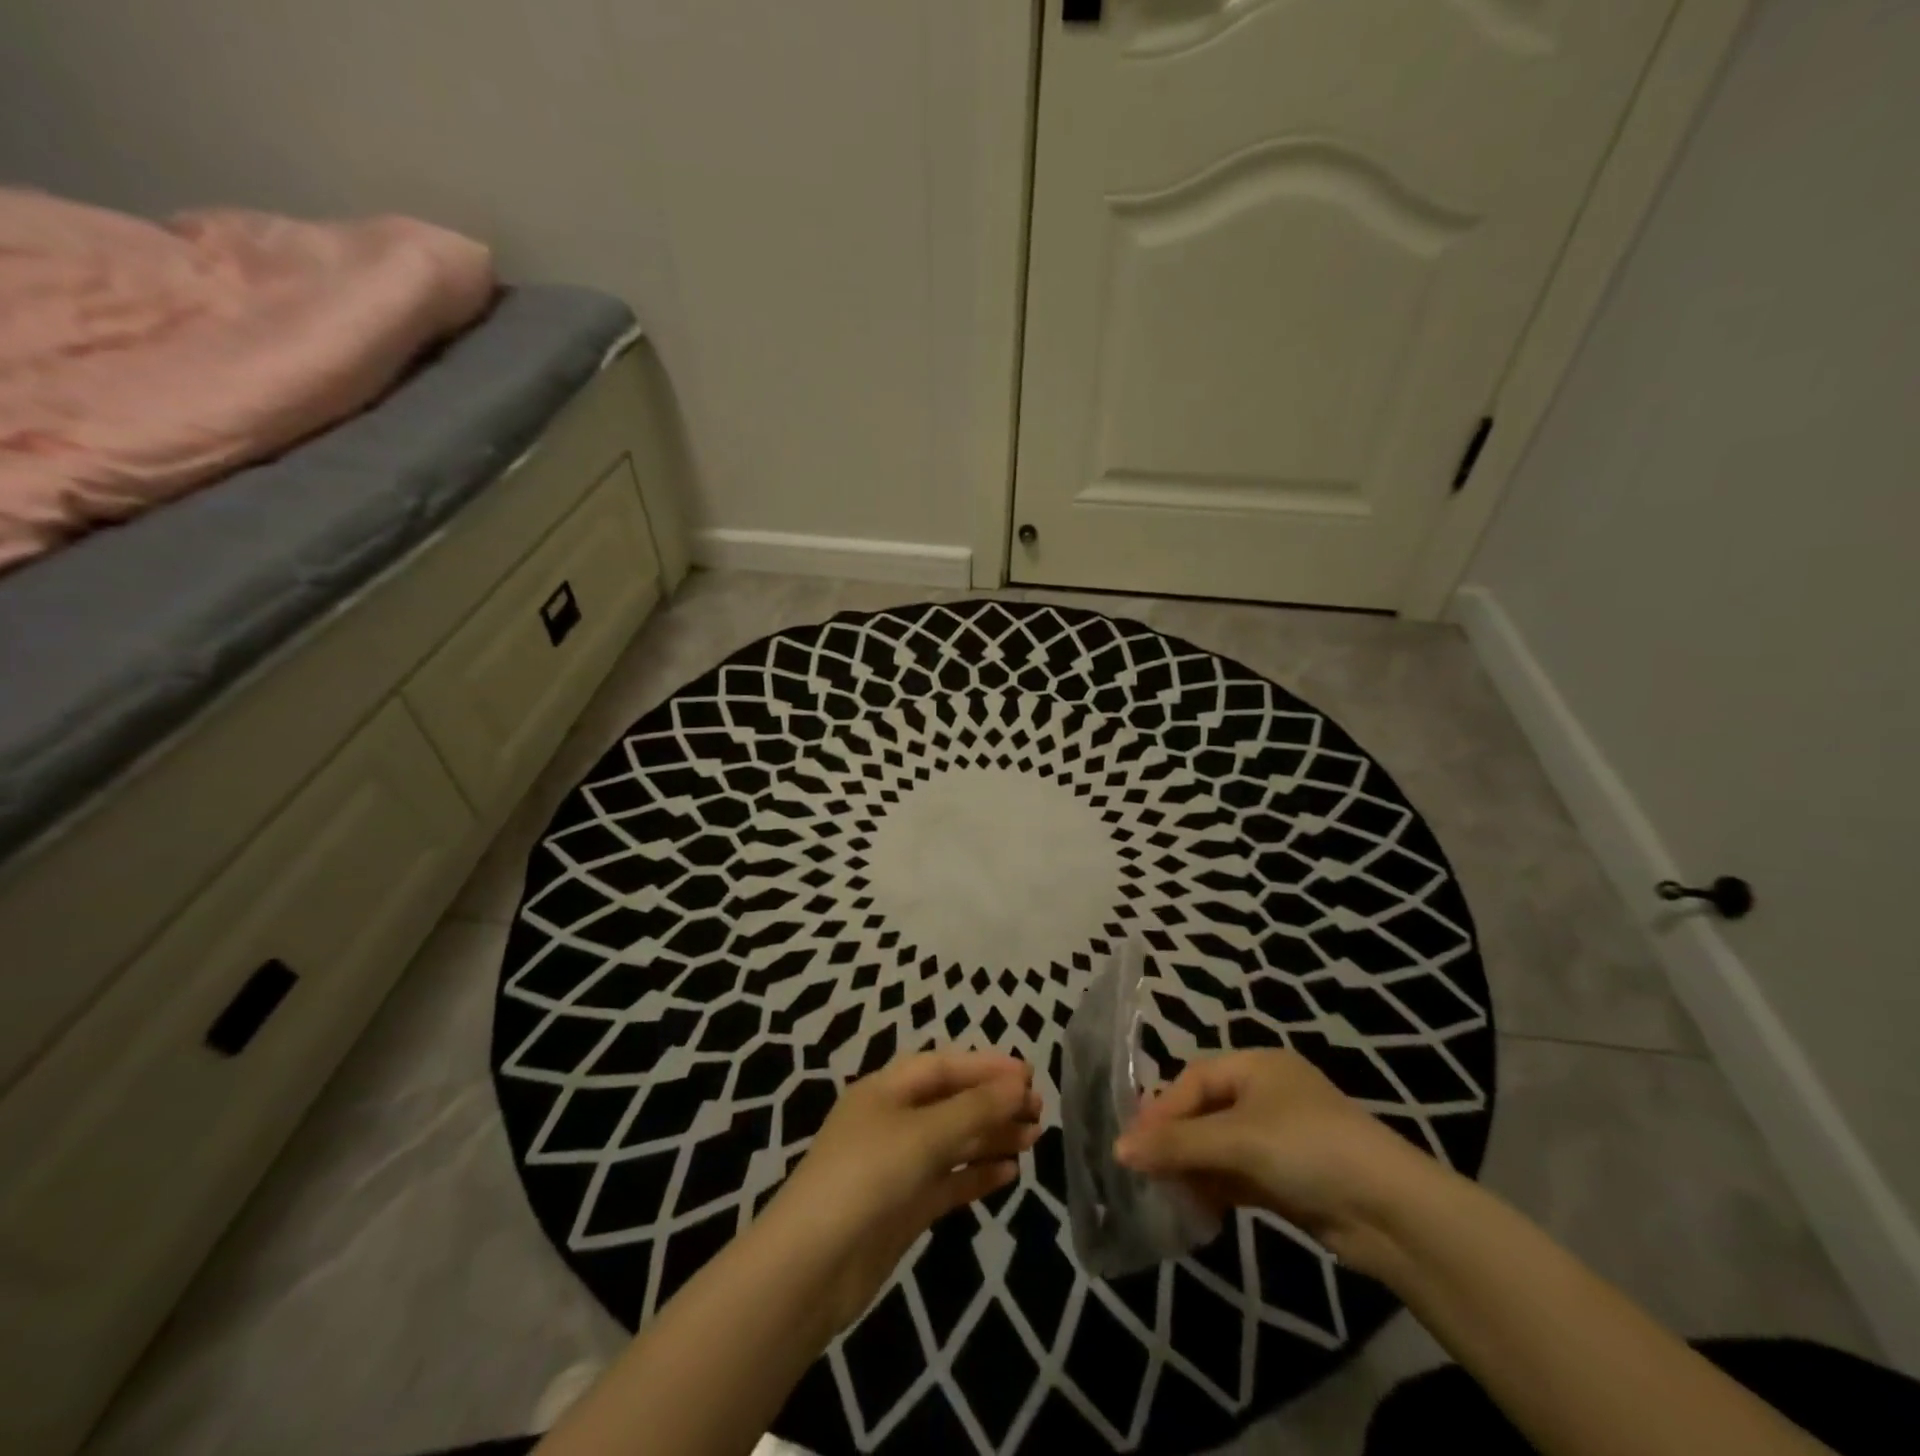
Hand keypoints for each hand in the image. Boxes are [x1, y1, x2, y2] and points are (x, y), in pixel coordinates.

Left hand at [761, 1050, 1041, 1330]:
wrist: (811, 1268)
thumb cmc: (866, 1177)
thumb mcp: (924, 1135)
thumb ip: (975, 1108)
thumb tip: (1020, 1083)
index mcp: (886, 1089)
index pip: (944, 1066)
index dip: (986, 1067)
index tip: (1029, 1075)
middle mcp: (892, 1120)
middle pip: (951, 1102)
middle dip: (993, 1102)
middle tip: (1040, 1109)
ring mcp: (898, 1165)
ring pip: (953, 1141)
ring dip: (991, 1136)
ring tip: (1034, 1137)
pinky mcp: (904, 1206)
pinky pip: (948, 1180)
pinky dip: (977, 1174)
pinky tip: (1010, 1173)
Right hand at [1114, 1049, 1443, 1274]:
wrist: (1393, 1214)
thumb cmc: (1309, 1149)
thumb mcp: (1237, 1140)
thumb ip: (1177, 1144)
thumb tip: (1119, 1149)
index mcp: (1256, 1066)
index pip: (1194, 1081)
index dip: (1162, 1110)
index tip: (1133, 1143)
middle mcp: (1265, 1094)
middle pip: (1205, 1112)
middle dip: (1175, 1141)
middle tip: (1144, 1170)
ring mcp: (1279, 1137)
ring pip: (1220, 1146)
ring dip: (1193, 1168)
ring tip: (1166, 1194)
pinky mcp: (1288, 1177)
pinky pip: (1238, 1174)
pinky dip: (1217, 1187)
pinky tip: (1197, 1208)